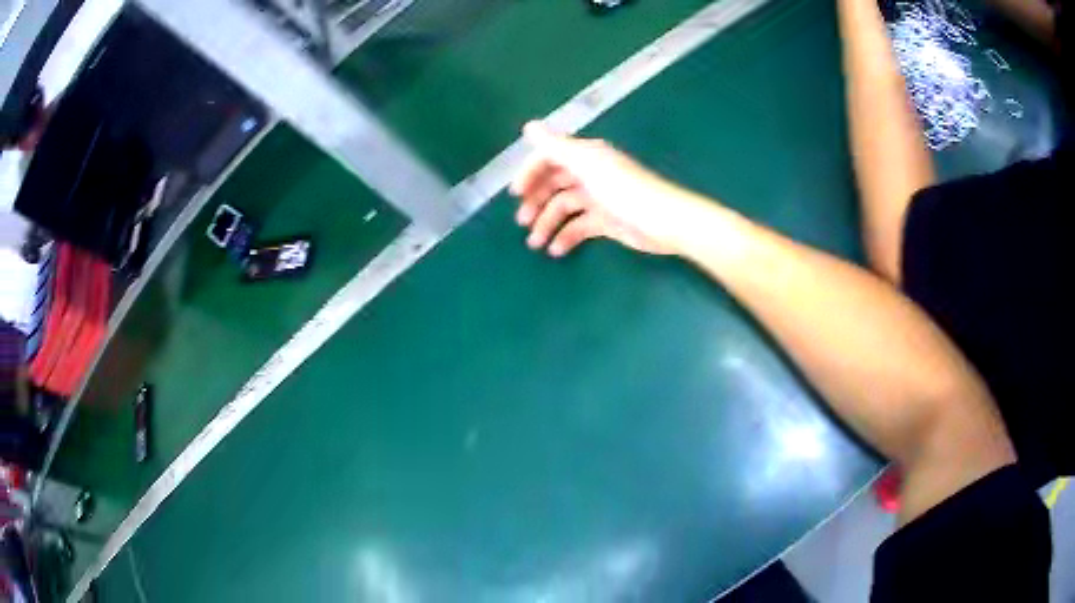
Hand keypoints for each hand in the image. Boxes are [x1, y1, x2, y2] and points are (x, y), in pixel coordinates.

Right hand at [509, 122, 691, 257]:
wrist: (664, 221)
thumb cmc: (625, 190)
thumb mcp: (587, 165)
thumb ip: (557, 147)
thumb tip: (529, 126)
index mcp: (585, 156)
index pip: (550, 158)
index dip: (530, 172)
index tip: (516, 193)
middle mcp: (590, 173)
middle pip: (554, 183)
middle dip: (536, 200)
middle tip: (522, 221)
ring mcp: (598, 198)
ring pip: (564, 207)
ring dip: (547, 223)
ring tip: (535, 243)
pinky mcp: (606, 222)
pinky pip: (578, 227)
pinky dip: (566, 237)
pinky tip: (556, 250)